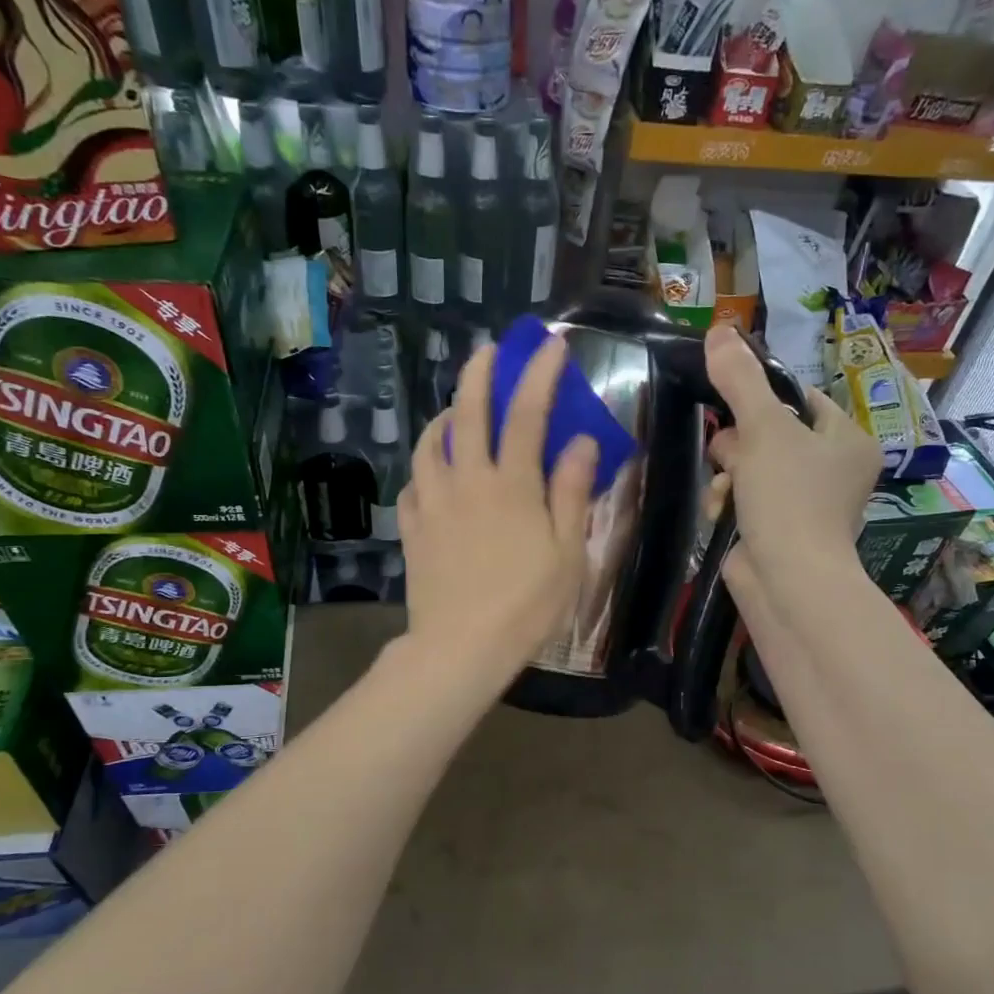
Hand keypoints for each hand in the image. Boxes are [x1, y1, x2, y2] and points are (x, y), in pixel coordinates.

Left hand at [397, 335, 598, 687]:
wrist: (462, 647)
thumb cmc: (527, 605)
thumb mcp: (567, 553)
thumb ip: (571, 493)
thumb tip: (581, 443)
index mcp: (512, 485)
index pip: (528, 414)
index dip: (540, 375)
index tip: (551, 346)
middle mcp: (468, 481)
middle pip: (469, 413)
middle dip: (480, 374)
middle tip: (488, 351)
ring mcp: (433, 503)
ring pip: (431, 444)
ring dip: (444, 417)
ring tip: (455, 413)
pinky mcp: (412, 528)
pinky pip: (413, 483)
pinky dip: (424, 467)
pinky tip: (432, 473)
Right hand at [704, 322, 883, 627]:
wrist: (788, 580)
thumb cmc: (789, 497)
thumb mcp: (763, 429)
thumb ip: (740, 380)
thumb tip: (718, 329)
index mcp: (847, 439)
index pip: (800, 399)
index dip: (762, 399)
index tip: (733, 406)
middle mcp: (833, 469)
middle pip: (769, 432)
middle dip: (739, 445)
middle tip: (730, 457)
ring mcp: (806, 503)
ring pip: (750, 466)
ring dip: (728, 475)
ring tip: (725, 490)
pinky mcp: (779, 529)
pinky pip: (746, 499)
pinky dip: (729, 502)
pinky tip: (721, 511)